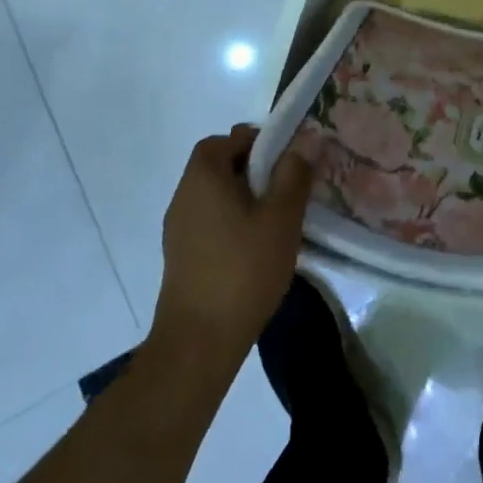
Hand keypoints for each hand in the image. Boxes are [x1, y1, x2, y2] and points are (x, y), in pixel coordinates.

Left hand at [149, 126, 312, 369]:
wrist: (198, 343)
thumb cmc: (243, 269)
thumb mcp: (281, 217)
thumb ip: (294, 174)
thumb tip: (304, 141)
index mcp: (203, 177)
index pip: (226, 140)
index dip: (256, 142)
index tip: (285, 161)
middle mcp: (183, 196)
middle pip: (218, 166)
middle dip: (253, 170)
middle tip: (285, 190)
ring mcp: (177, 229)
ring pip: (214, 196)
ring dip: (243, 198)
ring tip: (275, 221)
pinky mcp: (180, 258)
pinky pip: (209, 223)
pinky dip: (231, 223)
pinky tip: (255, 250)